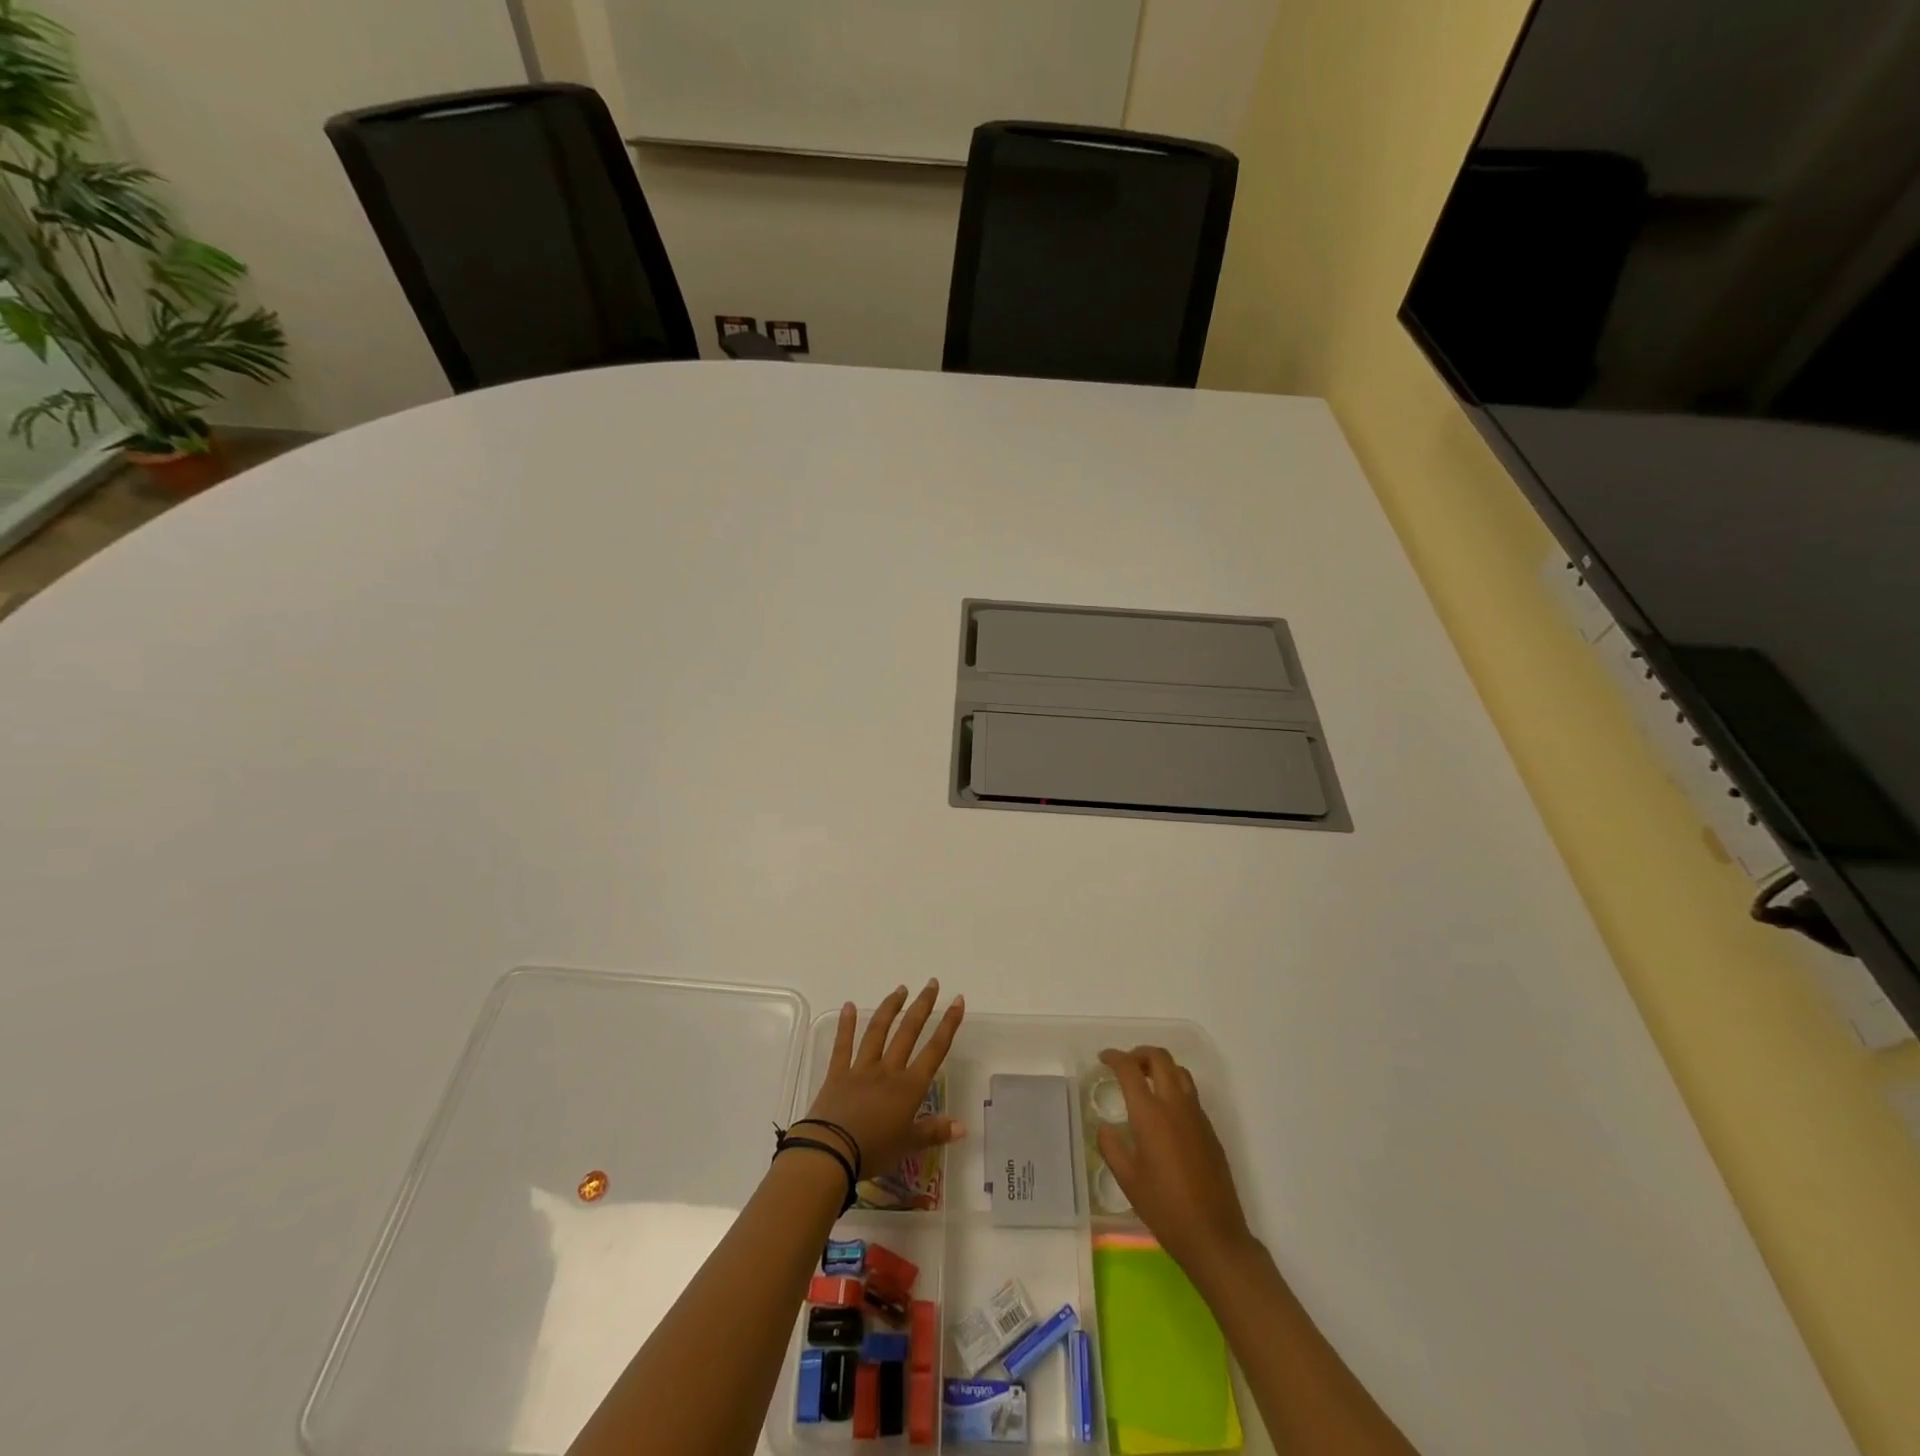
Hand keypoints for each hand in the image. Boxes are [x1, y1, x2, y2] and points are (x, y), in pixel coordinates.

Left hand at [801, 981, 965, 1177]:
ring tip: (901, 989)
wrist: (832, 1152)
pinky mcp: (838, 1073)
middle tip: (932, 984)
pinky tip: (849, 1006)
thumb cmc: (874, 1151)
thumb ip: (935, 1132)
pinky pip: (843, 1045)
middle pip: (908, 1032)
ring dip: (891, 1008)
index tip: (957, 1000)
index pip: (934, 1050)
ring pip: (878, 1031)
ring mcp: (861, 1068)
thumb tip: (963, 1127)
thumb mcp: (909, 1146)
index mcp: (909, 1087)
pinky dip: (846, 1025)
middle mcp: (888, 1070)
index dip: (948, 1025)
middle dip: (922, 1006)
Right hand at [1097, 1046, 1256, 1277]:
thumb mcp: (1128, 1180)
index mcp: (1150, 1114)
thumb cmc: (1165, 1208)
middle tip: (1125, 1065)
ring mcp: (1197, 1116)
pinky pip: (1191, 1094)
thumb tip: (1106, 1127)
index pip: (1130, 1069)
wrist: (1214, 1236)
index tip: (1103, 1058)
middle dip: (1139, 1054)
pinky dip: (1174, 1088)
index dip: (1114, 1057)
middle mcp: (1175, 1106)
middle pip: (1160, 1058)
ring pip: (1180, 1072)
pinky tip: (1165, 1113)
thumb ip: (1111, 1147)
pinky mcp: (1210, 1130)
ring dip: (1160, 1067)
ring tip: (1145, 1082)